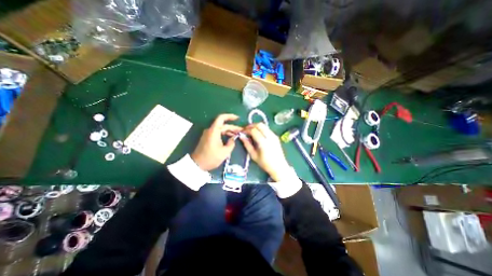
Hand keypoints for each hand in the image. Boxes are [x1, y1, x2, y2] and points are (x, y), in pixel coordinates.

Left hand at [190, 113, 241, 169]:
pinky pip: (217, 133)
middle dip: (232, 127)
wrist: (197, 164)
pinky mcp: (208, 138)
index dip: (230, 116)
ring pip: (220, 129)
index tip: (238, 118)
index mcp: (214, 131)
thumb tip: (233, 139)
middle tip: (241, 131)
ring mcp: (208, 134)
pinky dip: (224, 134)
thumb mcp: (225, 152)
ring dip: (229, 130)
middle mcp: (210, 130)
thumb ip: (231, 143)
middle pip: (223, 125)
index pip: (221, 118)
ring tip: (237, 134)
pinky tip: (230, 138)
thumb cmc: (211, 158)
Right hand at [240, 123, 288, 180]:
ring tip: (251, 132)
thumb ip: (247, 144)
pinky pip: (267, 129)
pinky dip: (261, 129)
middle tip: (246, 130)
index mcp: (263, 142)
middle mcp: (270, 136)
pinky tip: (258, 134)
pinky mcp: (276, 136)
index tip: (242, 132)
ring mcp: (274, 135)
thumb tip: (241, 136)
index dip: (246, 130)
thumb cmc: (265, 163)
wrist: (279, 167)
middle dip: (251, 125)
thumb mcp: (253, 155)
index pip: (253, 130)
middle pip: (259, 125)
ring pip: (264, 125)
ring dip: (256, 126)